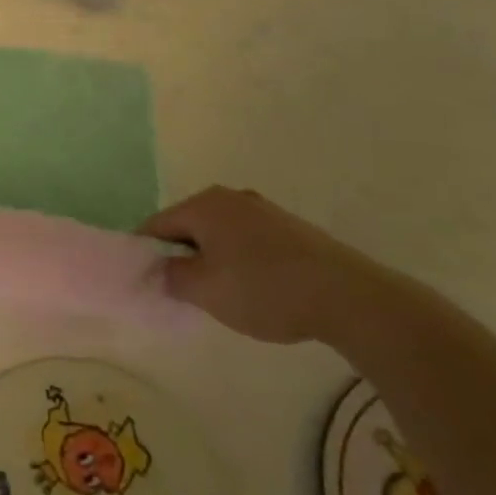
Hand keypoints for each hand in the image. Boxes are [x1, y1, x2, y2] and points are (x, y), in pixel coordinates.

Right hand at [136, 186, 390, 343]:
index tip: (150, 281)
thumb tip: (162, 269)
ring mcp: (264, 210)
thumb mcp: (204, 290)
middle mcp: (230, 197)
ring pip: (220, 233)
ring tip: (223, 293)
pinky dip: (241, 260)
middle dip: (182, 255)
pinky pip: (248, 240)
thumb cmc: (263, 289)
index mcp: (203, 205)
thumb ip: (171, 277)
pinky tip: (256, 288)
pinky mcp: (291, 228)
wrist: (348, 296)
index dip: (148, 253)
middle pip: (189, 225)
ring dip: (213, 258)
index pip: (157, 225)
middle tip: (185, 290)